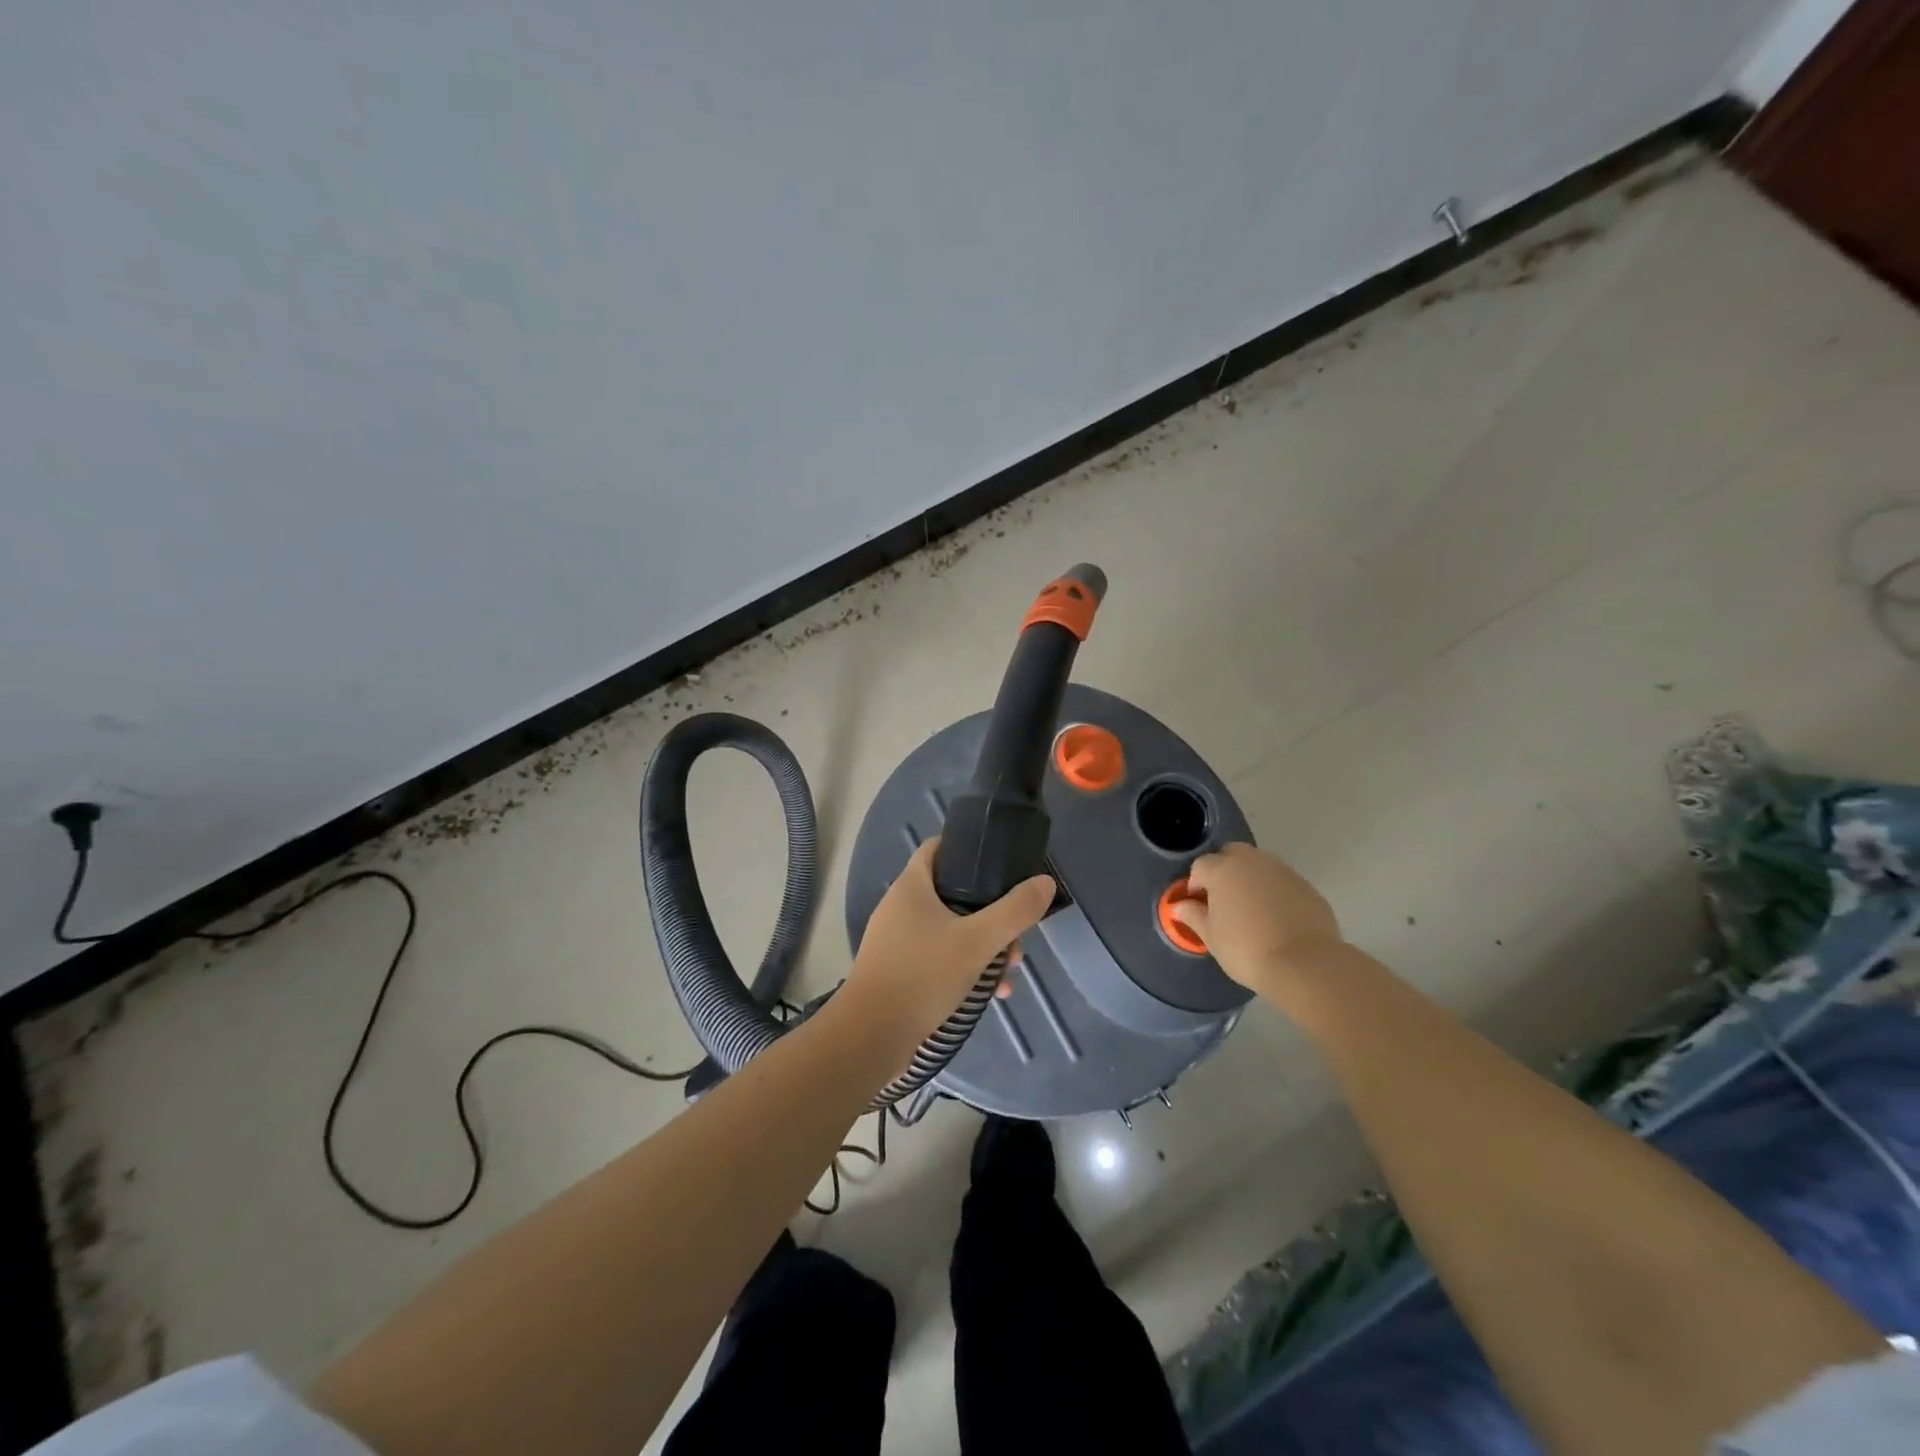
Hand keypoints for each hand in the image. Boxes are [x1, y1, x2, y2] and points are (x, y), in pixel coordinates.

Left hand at [841, 839, 1053, 1061]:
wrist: (871, 1036)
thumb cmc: (922, 975)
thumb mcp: (977, 942)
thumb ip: (1014, 912)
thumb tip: (1045, 882)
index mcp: (912, 886)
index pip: (938, 848)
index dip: (968, 849)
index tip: (1000, 863)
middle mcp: (900, 907)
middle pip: (953, 894)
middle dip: (990, 913)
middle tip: (1015, 936)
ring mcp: (897, 941)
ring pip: (950, 930)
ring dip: (983, 946)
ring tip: (1009, 971)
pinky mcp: (899, 971)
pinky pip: (939, 958)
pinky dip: (965, 968)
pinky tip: (990, 994)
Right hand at [1172, 843, 1344, 995]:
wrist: (1305, 965)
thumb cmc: (1246, 949)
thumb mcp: (1210, 936)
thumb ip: (1193, 915)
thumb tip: (1180, 906)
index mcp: (1222, 869)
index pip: (1200, 866)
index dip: (1195, 885)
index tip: (1199, 907)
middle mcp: (1252, 861)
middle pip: (1231, 854)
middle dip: (1223, 870)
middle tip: (1224, 901)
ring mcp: (1283, 871)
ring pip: (1259, 865)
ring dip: (1250, 879)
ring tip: (1251, 910)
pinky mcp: (1306, 886)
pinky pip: (1282, 881)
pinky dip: (1275, 892)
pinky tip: (1276, 918)